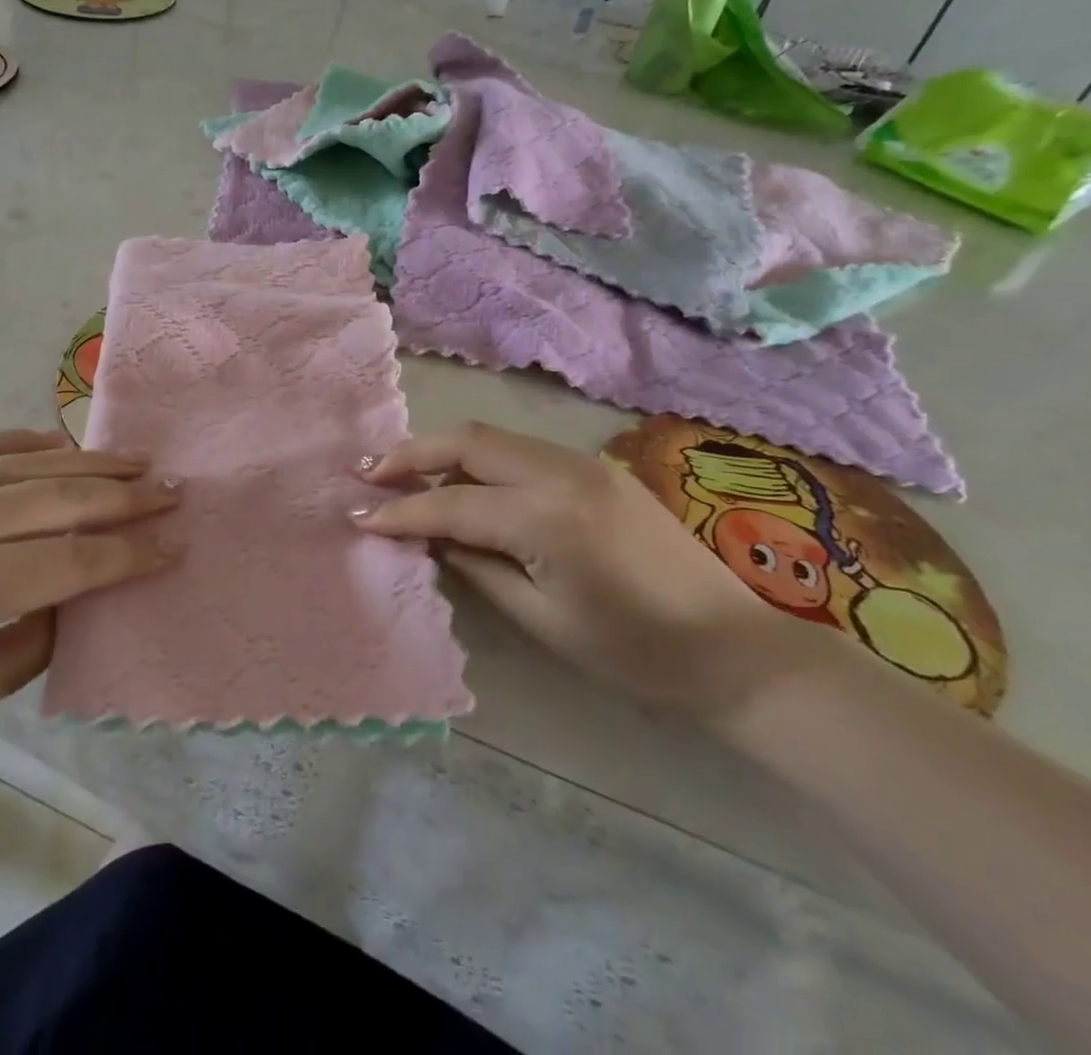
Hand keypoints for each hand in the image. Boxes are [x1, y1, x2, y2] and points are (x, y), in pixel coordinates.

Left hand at [0, 429, 179, 751]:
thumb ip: (36, 643)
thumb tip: (83, 596)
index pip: (79, 559)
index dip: (134, 553)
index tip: (177, 543)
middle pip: (68, 499)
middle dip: (129, 496)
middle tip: (175, 490)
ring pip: (34, 463)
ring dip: (93, 461)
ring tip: (139, 460)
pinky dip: (29, 440)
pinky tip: (61, 441)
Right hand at [354, 422, 824, 719]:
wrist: (734, 652)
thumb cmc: (634, 654)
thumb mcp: (541, 619)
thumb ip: (476, 565)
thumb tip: (429, 535)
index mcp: (548, 518)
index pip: (452, 503)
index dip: (399, 510)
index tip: (356, 515)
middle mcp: (563, 473)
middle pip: (467, 441)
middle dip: (411, 453)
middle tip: (368, 472)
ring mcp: (584, 463)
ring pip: (493, 436)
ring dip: (443, 451)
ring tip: (404, 475)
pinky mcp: (597, 468)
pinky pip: (522, 450)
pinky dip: (481, 460)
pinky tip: (465, 485)